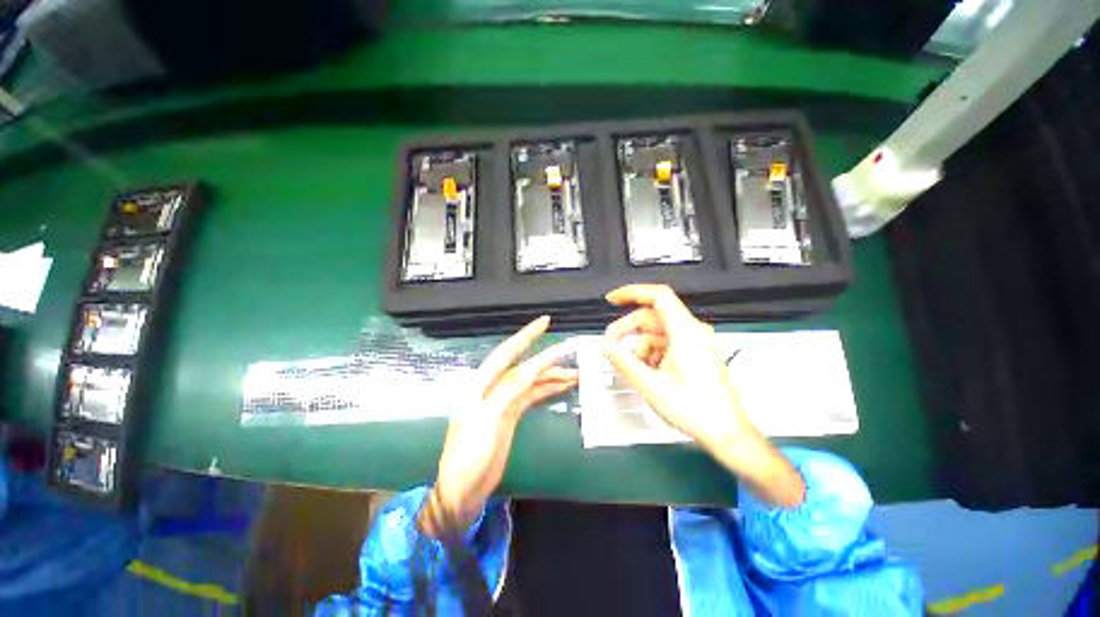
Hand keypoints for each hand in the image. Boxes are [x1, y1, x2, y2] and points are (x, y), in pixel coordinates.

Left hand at [422, 316, 577, 535]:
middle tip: (570, 350)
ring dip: (551, 376)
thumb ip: (507, 392)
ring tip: (575, 373)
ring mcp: (504, 402)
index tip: (545, 322)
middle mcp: (493, 388)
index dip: (526, 337)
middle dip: (546, 357)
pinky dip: (548, 389)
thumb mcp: (485, 421)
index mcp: (481, 384)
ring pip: (531, 381)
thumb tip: (529, 369)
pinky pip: (533, 396)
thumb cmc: (468, 456)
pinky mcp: (512, 415)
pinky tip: (562, 385)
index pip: (506, 352)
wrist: (463, 491)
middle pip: (523, 366)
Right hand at [601, 284, 745, 447]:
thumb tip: (606, 347)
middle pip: (651, 317)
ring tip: (631, 367)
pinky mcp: (694, 354)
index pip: (658, 296)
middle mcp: (692, 332)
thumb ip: (623, 362)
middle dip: (627, 330)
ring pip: (656, 333)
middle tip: (610, 344)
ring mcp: (694, 343)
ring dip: (639, 347)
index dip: (632, 292)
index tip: (613, 299)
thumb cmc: (695, 409)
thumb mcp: (650, 384)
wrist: (725, 433)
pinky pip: (665, 345)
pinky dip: (650, 354)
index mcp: (686, 332)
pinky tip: (645, 372)